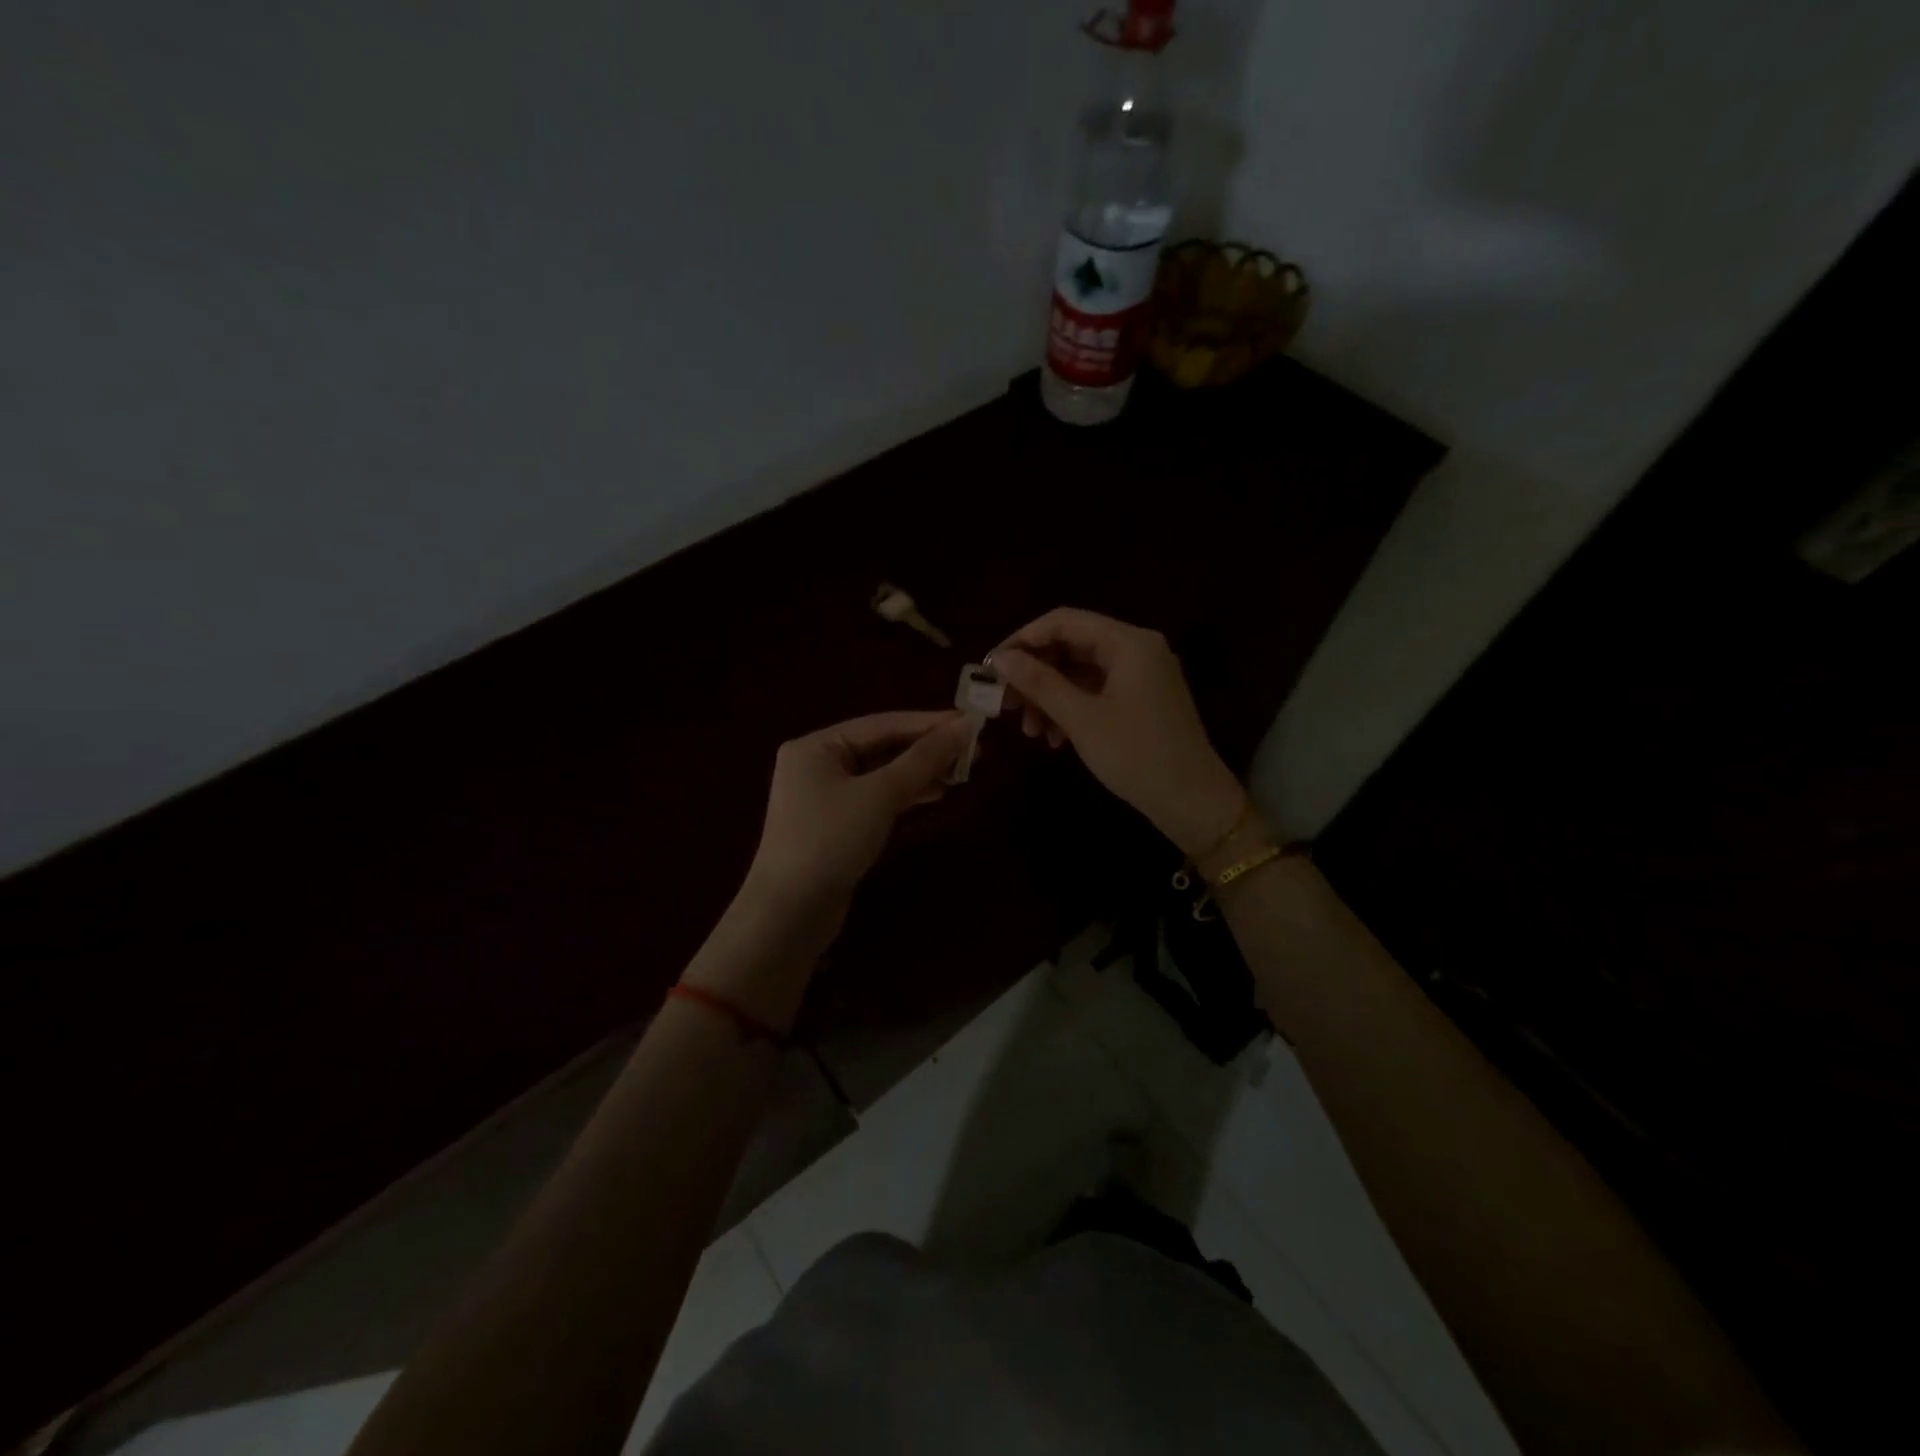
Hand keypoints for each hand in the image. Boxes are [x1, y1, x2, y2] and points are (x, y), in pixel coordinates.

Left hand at [745, 710, 972, 912]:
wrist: (789, 914)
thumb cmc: (830, 841)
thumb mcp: (880, 795)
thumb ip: (923, 759)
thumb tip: (966, 727)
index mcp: (816, 746)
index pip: (882, 723)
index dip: (929, 723)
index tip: (972, 722)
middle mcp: (817, 765)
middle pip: (882, 747)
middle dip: (927, 749)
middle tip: (974, 750)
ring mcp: (825, 798)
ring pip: (882, 775)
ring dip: (920, 772)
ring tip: (963, 772)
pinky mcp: (836, 826)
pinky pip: (876, 799)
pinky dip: (905, 795)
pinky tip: (935, 794)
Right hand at [990, 608, 1246, 855]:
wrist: (1192, 801)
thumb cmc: (1135, 754)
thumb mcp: (1081, 718)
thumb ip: (1039, 682)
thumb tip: (1000, 659)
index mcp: (1128, 642)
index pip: (1064, 621)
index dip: (1023, 640)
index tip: (992, 667)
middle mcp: (1137, 649)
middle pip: (1072, 646)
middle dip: (1035, 674)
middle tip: (1005, 702)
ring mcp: (1142, 675)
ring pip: (1081, 672)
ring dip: (1049, 697)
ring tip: (1029, 730)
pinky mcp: (1142, 700)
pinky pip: (1096, 692)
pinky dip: (1071, 709)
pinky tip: (1054, 739)